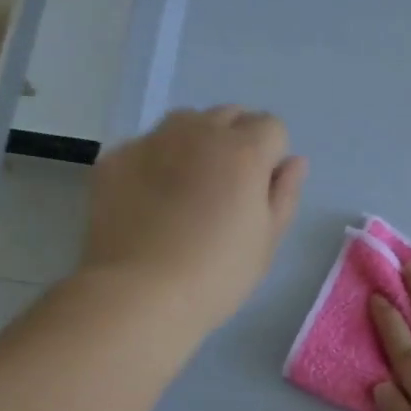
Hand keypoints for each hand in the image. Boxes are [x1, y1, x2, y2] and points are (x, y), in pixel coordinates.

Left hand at [81, 107, 306, 331]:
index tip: (260, 190)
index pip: (272, 126)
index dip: (271, 156)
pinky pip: (146, 145)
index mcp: (244, 150)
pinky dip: (155, 161)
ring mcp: (152, 141)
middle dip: (236, 140)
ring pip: (185, 122)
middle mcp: (199, 132)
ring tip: (187, 185)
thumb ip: (285, 193)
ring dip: (196, 141)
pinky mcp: (115, 158)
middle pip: (229, 115)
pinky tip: (149, 199)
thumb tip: (294, 162)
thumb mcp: (268, 240)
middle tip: (227, 187)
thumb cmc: (216, 274)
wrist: (136, 295)